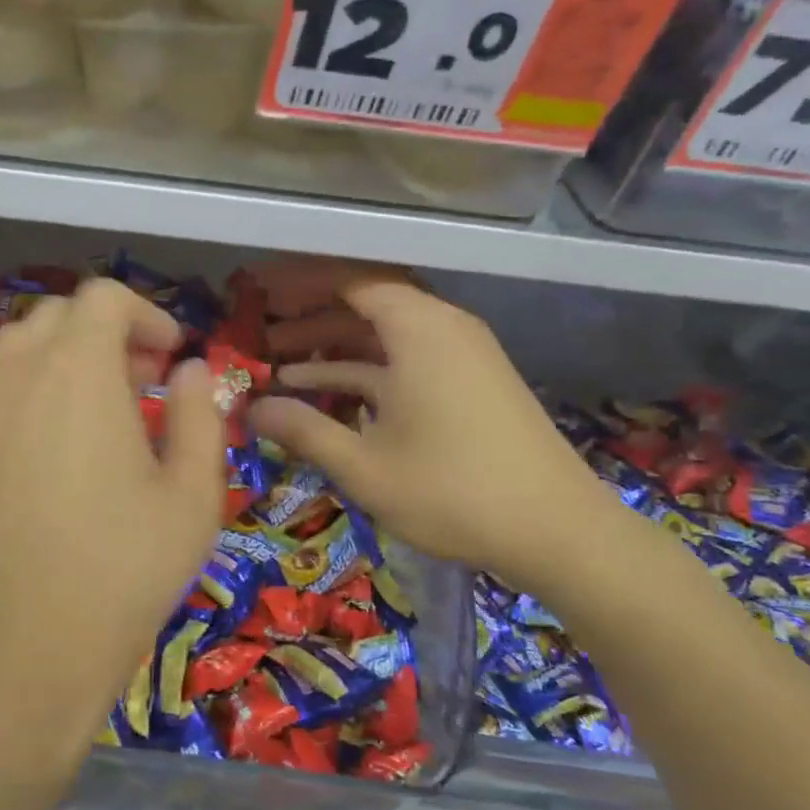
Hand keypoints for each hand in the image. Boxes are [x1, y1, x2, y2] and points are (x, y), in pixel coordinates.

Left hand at [0, 279, 224, 778]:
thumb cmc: (122, 571)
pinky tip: (64, 452)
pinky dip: (36, 392)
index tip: (173, 357)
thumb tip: (193, 371)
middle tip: (146, 381)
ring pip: (20, 350)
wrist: (16, 653)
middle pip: (57, 316)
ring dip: (67, 359)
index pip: (101, 299)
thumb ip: (200, 417)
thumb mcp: (191, 496)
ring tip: (107, 413)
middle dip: (106, 332)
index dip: (145, 314)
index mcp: (77, 371)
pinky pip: (0, 393)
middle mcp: (19, 377)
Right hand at [246, 259, 622, 593]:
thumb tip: (251, 410)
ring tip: (280, 371)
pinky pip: (406, 360)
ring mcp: (459, 356)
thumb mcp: (364, 466)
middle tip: (261, 338)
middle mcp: (442, 328)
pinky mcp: (469, 384)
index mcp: (419, 328)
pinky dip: (365, 372)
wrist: (558, 530)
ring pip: (384, 336)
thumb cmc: (452, 490)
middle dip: (310, 319)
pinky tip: (328, 397)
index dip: (300, 282)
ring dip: (333, 350)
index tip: (259, 292)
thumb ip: (303, 430)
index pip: (350, 279)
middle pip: (366, 304)